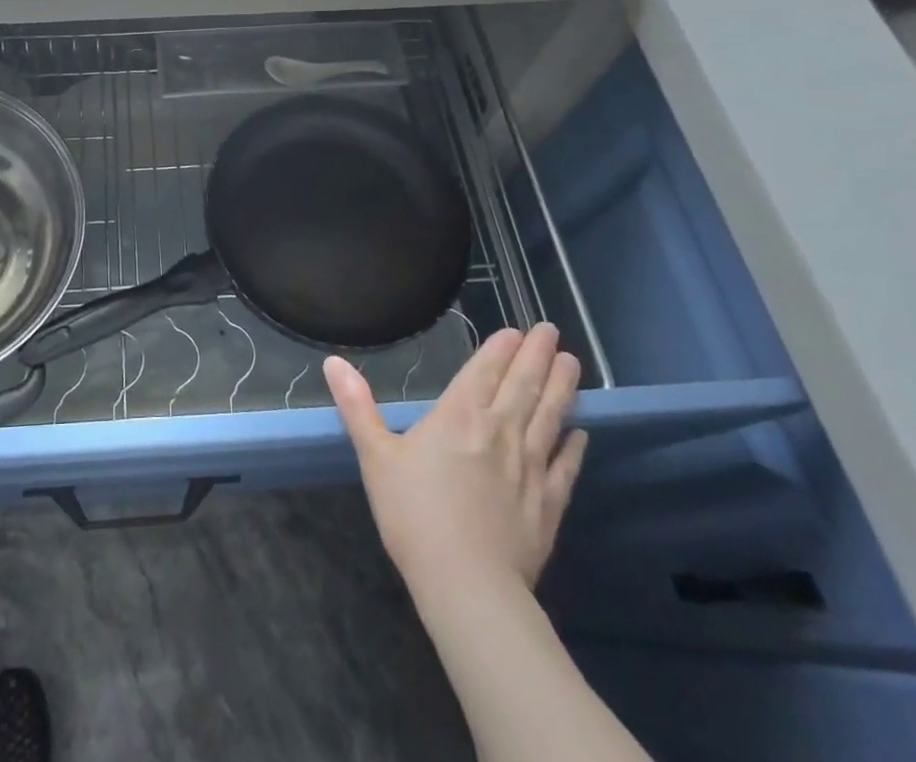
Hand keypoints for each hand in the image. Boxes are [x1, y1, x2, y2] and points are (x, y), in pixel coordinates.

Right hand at [325, 324, 585, 595]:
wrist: (468, 586)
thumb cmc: (414, 515)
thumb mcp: (375, 456)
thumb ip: (357, 407)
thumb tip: (333, 362)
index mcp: (459, 415)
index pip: (484, 371)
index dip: (500, 349)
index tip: (517, 330)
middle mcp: (499, 431)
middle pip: (523, 385)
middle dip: (537, 355)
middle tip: (551, 330)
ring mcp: (529, 467)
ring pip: (550, 417)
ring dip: (562, 388)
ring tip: (572, 363)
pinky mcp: (548, 504)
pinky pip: (565, 467)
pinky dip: (574, 447)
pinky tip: (582, 433)